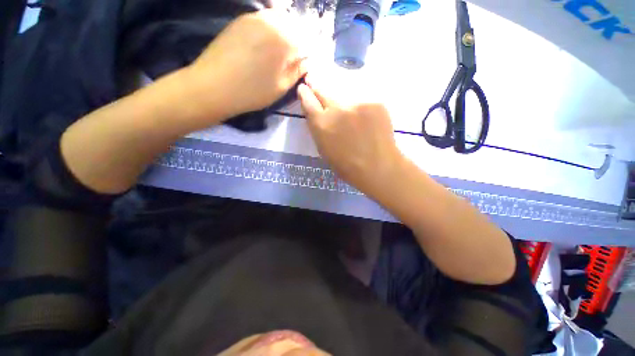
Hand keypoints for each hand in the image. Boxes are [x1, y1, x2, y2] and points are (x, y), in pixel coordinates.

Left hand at [188, 10, 306, 119]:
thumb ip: (297, 71)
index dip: (309, 52)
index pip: (307, 41)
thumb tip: (307, 61)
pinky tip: (267, 44)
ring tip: (281, 52)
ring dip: (285, 33)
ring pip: (280, 19)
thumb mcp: (281, 87)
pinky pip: (264, 19)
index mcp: (285, 40)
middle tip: (295, 58)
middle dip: (298, 40)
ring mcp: (255, 17)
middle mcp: (272, 21)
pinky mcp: (241, 20)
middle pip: (295, 26)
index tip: (306, 63)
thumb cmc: (252, 91)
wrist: (213, 86)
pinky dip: (271, 29)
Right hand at [298, 82, 403, 196]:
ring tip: (350, 117)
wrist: (377, 167)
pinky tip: (367, 123)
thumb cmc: (347, 166)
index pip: (308, 100)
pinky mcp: (374, 103)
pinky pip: (363, 103)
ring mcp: (357, 104)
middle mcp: (337, 109)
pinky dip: (362, 110)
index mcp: (321, 124)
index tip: (304, 88)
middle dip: (317, 87)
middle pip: (323, 91)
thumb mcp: (324, 150)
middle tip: (316, 84)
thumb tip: (317, 114)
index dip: (304, 93)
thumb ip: (318, 129)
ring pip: (345, 97)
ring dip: (343, 104)